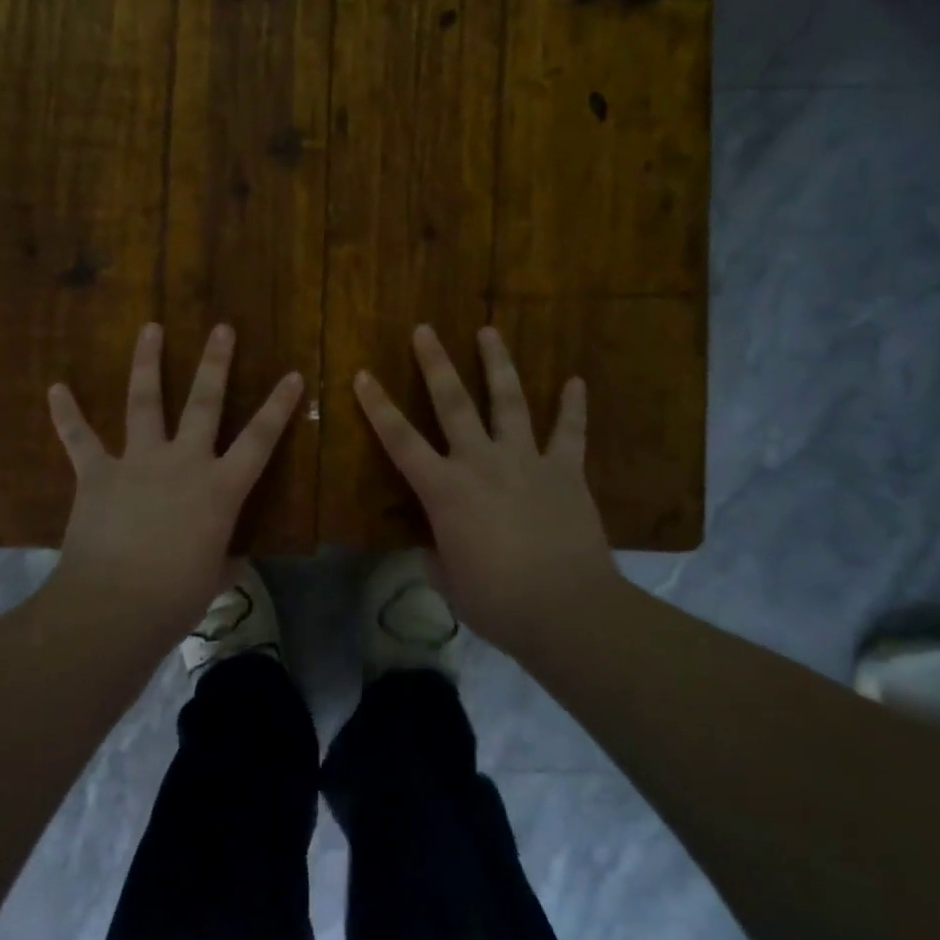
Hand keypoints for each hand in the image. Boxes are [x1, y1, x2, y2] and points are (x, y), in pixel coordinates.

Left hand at [44, 322, 303, 643]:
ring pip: (145, 401)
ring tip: (151, 327)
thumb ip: (226, 560)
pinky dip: (66, 413)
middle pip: (204, 402)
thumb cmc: (175, 599)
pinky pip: (79, 438)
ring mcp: (138, 462)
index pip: (260, 440)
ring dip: (147, 362)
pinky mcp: (98, 473)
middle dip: (215, 363)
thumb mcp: (214, 580)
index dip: (279, 406)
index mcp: (220, 489)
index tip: (292, 374)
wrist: (114, 607)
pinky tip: (56, 388)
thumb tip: (235, 559)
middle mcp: (183, 462)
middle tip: (222, 328)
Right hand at [354, 324, 618, 650]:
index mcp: (445, 490)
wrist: (568, 610)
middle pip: (452, 403)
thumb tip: (437, 547)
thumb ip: (438, 555)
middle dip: (435, 363)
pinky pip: (570, 432)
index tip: (363, 375)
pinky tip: (577, 381)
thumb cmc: (498, 602)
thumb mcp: (451, 582)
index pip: (400, 440)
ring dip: (497, 363)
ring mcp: (525, 461)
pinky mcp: (565, 471)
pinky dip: (573, 406)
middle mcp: (480, 462)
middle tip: (424, 329)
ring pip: (508, 401)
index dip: (378, 407)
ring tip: (489, 330)